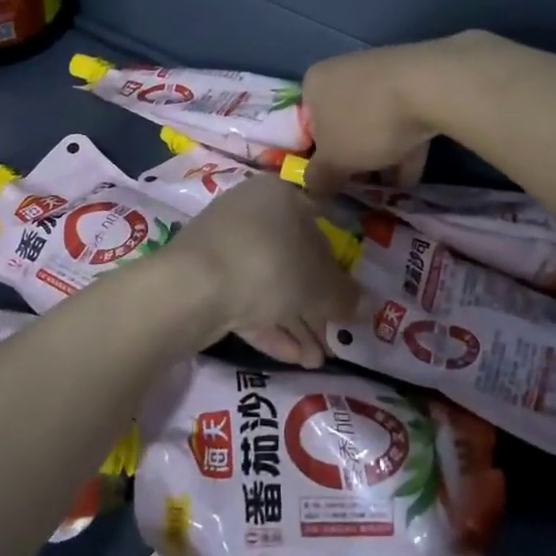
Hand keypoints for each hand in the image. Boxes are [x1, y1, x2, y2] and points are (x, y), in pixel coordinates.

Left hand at [164, 174, 361, 365]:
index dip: (338, 266)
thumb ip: (344, 295)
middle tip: (334, 336)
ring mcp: (223, 246)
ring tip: (318, 359)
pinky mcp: (204, 278)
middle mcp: (251, 212)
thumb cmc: (268, 266)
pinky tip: (294, 358)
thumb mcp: (318, 285)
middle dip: (316, 304)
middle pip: (293, 260)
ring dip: (296, 322)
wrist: (191, 288)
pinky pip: (245, 300)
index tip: (347, 297)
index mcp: (280, 196)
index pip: (319, 227)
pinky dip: (269, 326)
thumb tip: (364, 305)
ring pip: (269, 284)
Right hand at [300, 32, 495, 195]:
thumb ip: (319, 178)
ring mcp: (381, 74)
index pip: (308, 126)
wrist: (430, 87)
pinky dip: (405, 147)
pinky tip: (412, 177)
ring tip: (391, 190)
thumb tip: (312, 188)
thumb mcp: (334, 160)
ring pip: (375, 124)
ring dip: (382, 158)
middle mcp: (344, 72)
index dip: (319, 158)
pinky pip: (403, 119)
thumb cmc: (366, 122)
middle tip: (362, 188)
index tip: (332, 182)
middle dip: (355, 160)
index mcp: (315, 84)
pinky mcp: (415, 81)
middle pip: (344, 126)